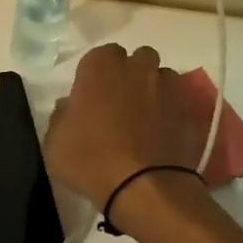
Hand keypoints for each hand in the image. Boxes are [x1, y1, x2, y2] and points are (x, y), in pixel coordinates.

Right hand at [44, 44, 200, 209]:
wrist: (144, 186)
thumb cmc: (90, 158)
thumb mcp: (54, 142)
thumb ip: (61, 117)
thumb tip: (70, 107)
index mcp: (101, 66)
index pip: (98, 56)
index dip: (94, 77)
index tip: (89, 99)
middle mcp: (137, 67)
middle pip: (135, 60)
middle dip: (128, 75)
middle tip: (117, 105)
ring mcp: (167, 86)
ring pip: (160, 77)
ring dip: (152, 90)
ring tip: (142, 120)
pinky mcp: (188, 110)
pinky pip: (177, 103)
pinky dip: (169, 113)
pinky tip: (159, 136)